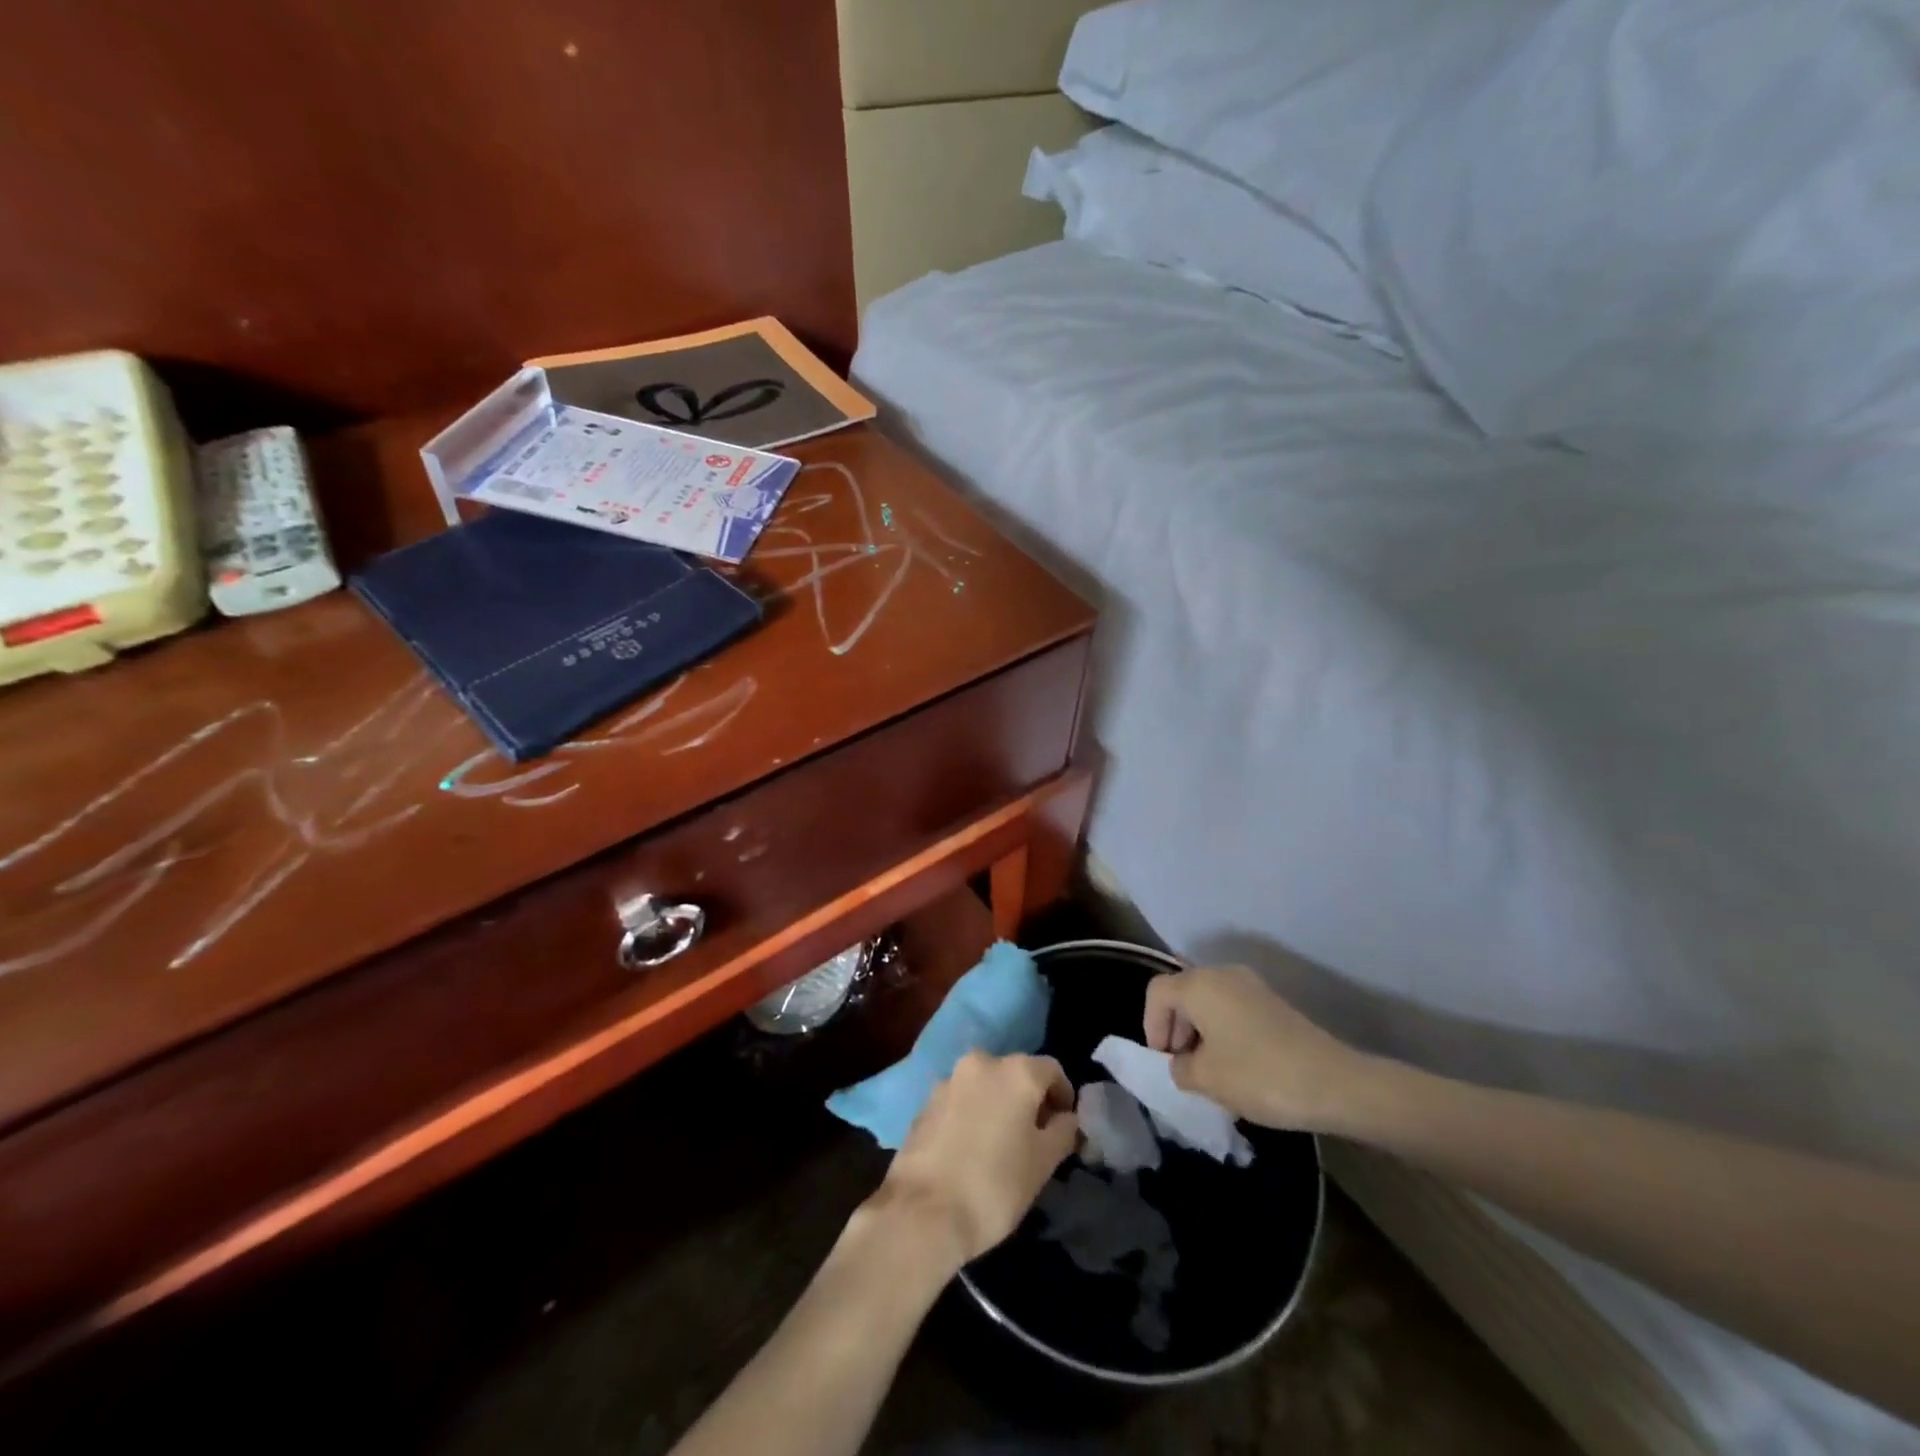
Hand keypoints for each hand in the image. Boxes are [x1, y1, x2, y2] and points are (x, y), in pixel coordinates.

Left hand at [872, 1052, 1079, 1268]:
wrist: (922, 1211)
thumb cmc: (994, 1185)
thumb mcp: (1043, 1163)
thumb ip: (1063, 1131)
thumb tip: (1067, 1118)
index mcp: (1016, 1071)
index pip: (1052, 1070)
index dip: (1063, 1096)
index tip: (1065, 1127)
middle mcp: (982, 1062)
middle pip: (1016, 1073)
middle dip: (1029, 1099)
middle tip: (1036, 1137)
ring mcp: (949, 1080)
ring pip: (986, 1085)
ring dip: (999, 1105)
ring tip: (1002, 1144)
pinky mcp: (926, 1102)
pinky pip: (961, 1100)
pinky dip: (973, 1114)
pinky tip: (972, 1149)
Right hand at [1144, 966, 1372, 1133]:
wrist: (1335, 1083)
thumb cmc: (1259, 1075)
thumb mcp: (1206, 1079)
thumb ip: (1180, 1068)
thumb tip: (1182, 1064)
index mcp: (1200, 985)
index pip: (1157, 992)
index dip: (1151, 1025)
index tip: (1164, 1060)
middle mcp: (1223, 974)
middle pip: (1183, 992)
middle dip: (1175, 1028)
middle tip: (1183, 1066)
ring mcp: (1252, 986)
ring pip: (1209, 1001)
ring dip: (1200, 1031)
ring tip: (1209, 1071)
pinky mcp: (1273, 1003)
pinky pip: (1232, 1009)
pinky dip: (1223, 1031)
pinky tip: (1236, 1066)